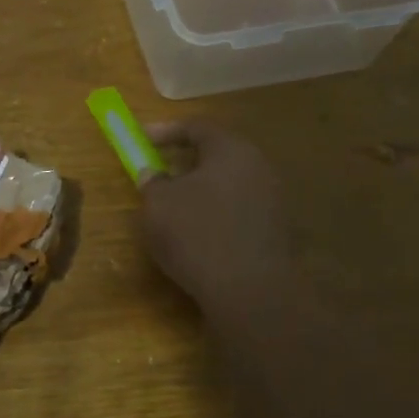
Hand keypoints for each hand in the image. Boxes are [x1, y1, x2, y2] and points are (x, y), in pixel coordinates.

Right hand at [140, 120, 298, 312]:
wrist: (248, 290)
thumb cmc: (197, 234)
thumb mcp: (158, 205)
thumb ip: (152, 182)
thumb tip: (152, 173)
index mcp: (231, 150)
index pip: (198, 127)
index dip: (166, 131)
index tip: (142, 138)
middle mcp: (258, 167)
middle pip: (218, 154)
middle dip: (187, 162)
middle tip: (161, 171)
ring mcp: (273, 200)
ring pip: (230, 184)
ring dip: (202, 190)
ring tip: (176, 207)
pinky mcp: (276, 231)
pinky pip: (239, 210)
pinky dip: (217, 214)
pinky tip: (199, 233)